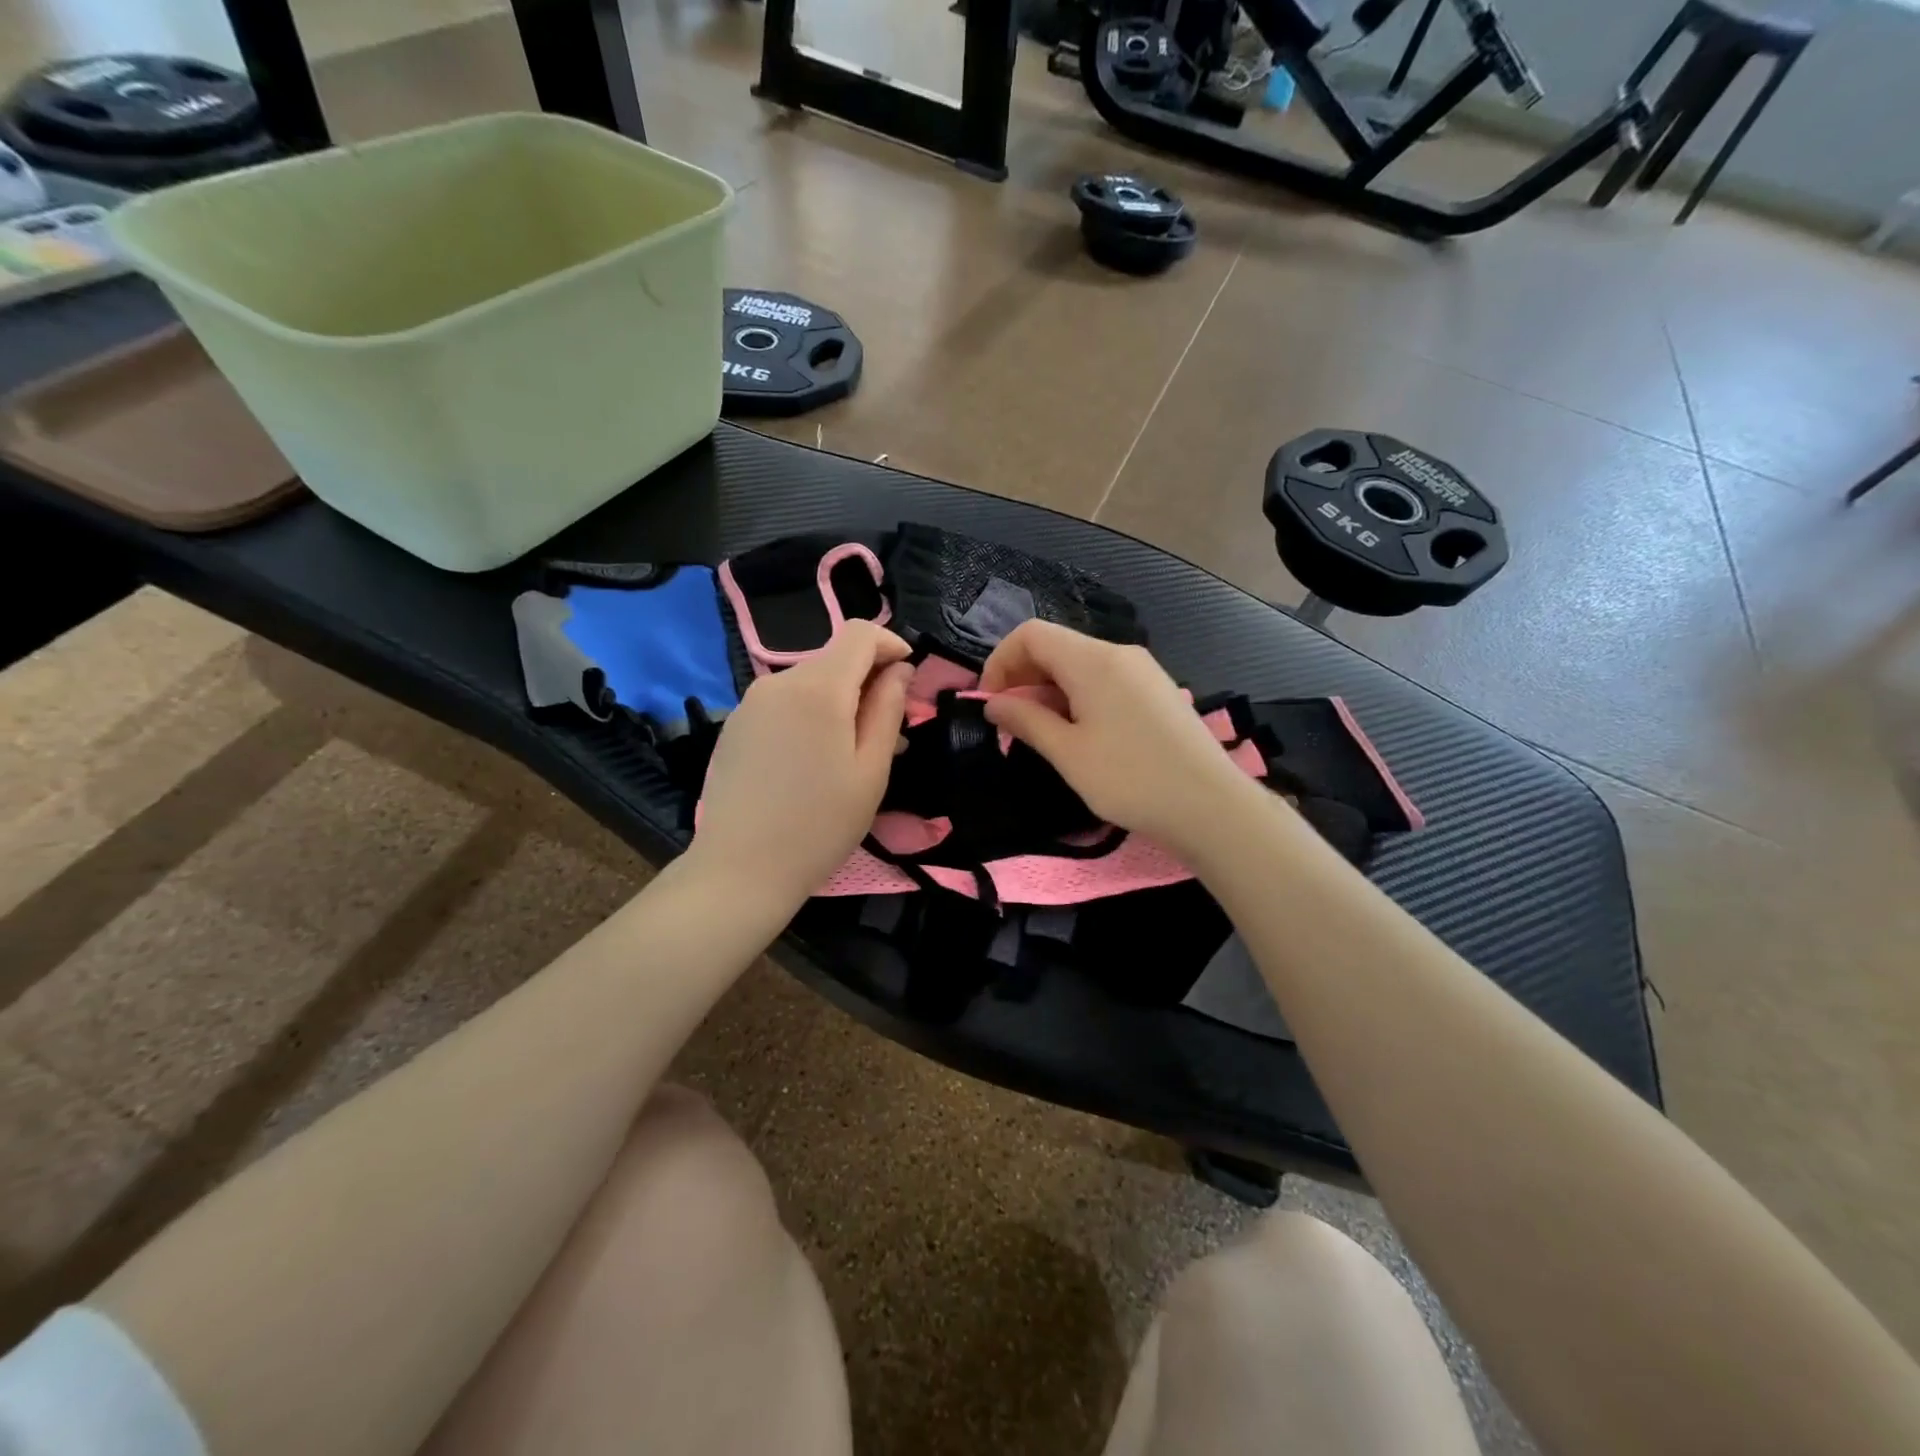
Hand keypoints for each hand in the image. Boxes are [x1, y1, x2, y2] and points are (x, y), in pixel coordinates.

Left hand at [690, 621, 912, 908]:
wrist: (740, 870)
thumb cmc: (820, 825)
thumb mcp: (871, 770)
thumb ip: (888, 709)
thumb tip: (899, 669)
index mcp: (817, 687)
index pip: (859, 633)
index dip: (890, 645)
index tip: (908, 677)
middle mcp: (778, 682)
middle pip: (834, 659)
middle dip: (868, 682)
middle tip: (890, 733)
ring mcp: (750, 703)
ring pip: (809, 683)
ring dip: (839, 702)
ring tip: (854, 754)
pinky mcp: (735, 725)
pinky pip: (784, 704)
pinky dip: (810, 716)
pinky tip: (814, 762)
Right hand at [980, 621, 1260, 852]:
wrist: (1211, 806)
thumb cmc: (1131, 779)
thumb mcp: (1068, 754)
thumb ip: (1026, 720)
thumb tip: (993, 703)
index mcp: (1092, 660)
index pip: (1031, 635)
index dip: (1000, 662)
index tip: (990, 703)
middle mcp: (1118, 653)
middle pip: (1055, 646)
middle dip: (1023, 678)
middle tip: (1011, 724)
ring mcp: (1142, 670)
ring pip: (1080, 665)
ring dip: (1050, 690)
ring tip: (1043, 735)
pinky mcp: (1156, 691)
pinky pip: (1104, 680)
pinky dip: (1078, 697)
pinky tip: (1080, 735)